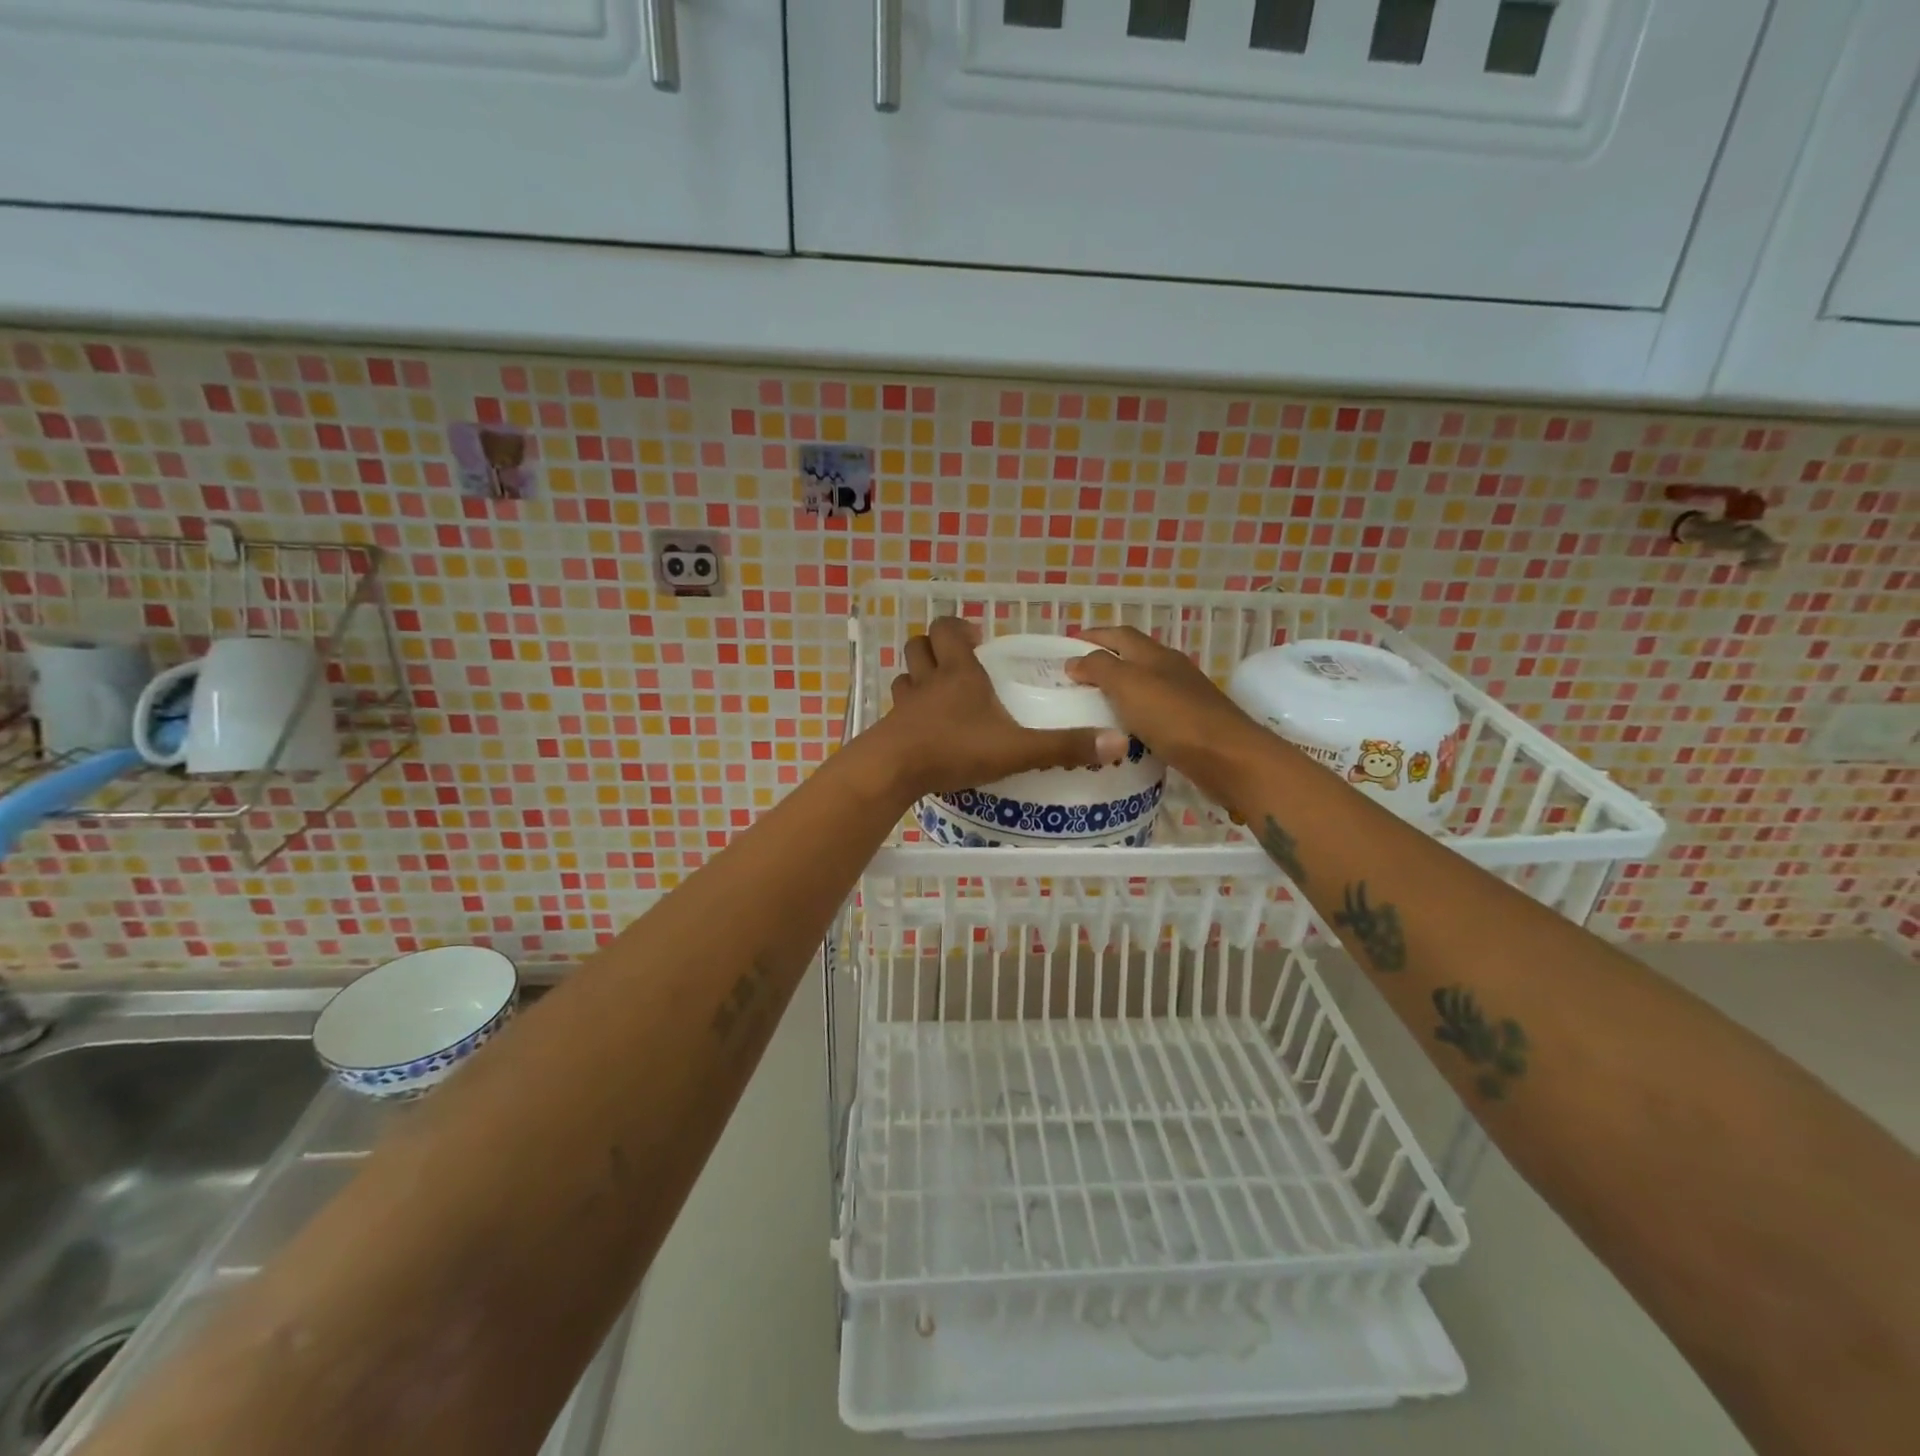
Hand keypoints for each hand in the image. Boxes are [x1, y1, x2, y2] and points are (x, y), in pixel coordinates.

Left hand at [872, 618, 1128, 796]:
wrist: (892, 771)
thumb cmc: (955, 749)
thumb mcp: (1017, 749)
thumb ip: (1063, 747)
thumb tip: (1117, 743)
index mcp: (959, 673)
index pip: (948, 630)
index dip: (959, 627)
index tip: (977, 637)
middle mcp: (928, 681)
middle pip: (919, 645)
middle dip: (935, 646)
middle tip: (958, 661)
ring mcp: (904, 705)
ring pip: (905, 675)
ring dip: (919, 676)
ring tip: (939, 691)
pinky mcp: (890, 729)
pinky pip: (897, 709)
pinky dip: (908, 710)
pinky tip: (924, 729)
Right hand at [1065, 626, 1259, 779]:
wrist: (1228, 759)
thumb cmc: (1174, 717)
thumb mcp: (1129, 685)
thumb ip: (1100, 669)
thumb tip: (1074, 660)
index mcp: (1156, 655)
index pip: (1120, 635)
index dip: (1094, 636)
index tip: (1066, 645)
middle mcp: (1171, 670)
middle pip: (1132, 659)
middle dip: (1103, 663)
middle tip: (1072, 680)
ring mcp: (1183, 698)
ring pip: (1143, 687)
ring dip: (1117, 692)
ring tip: (1089, 707)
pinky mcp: (1189, 726)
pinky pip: (1152, 715)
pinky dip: (1132, 717)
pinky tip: (1120, 733)